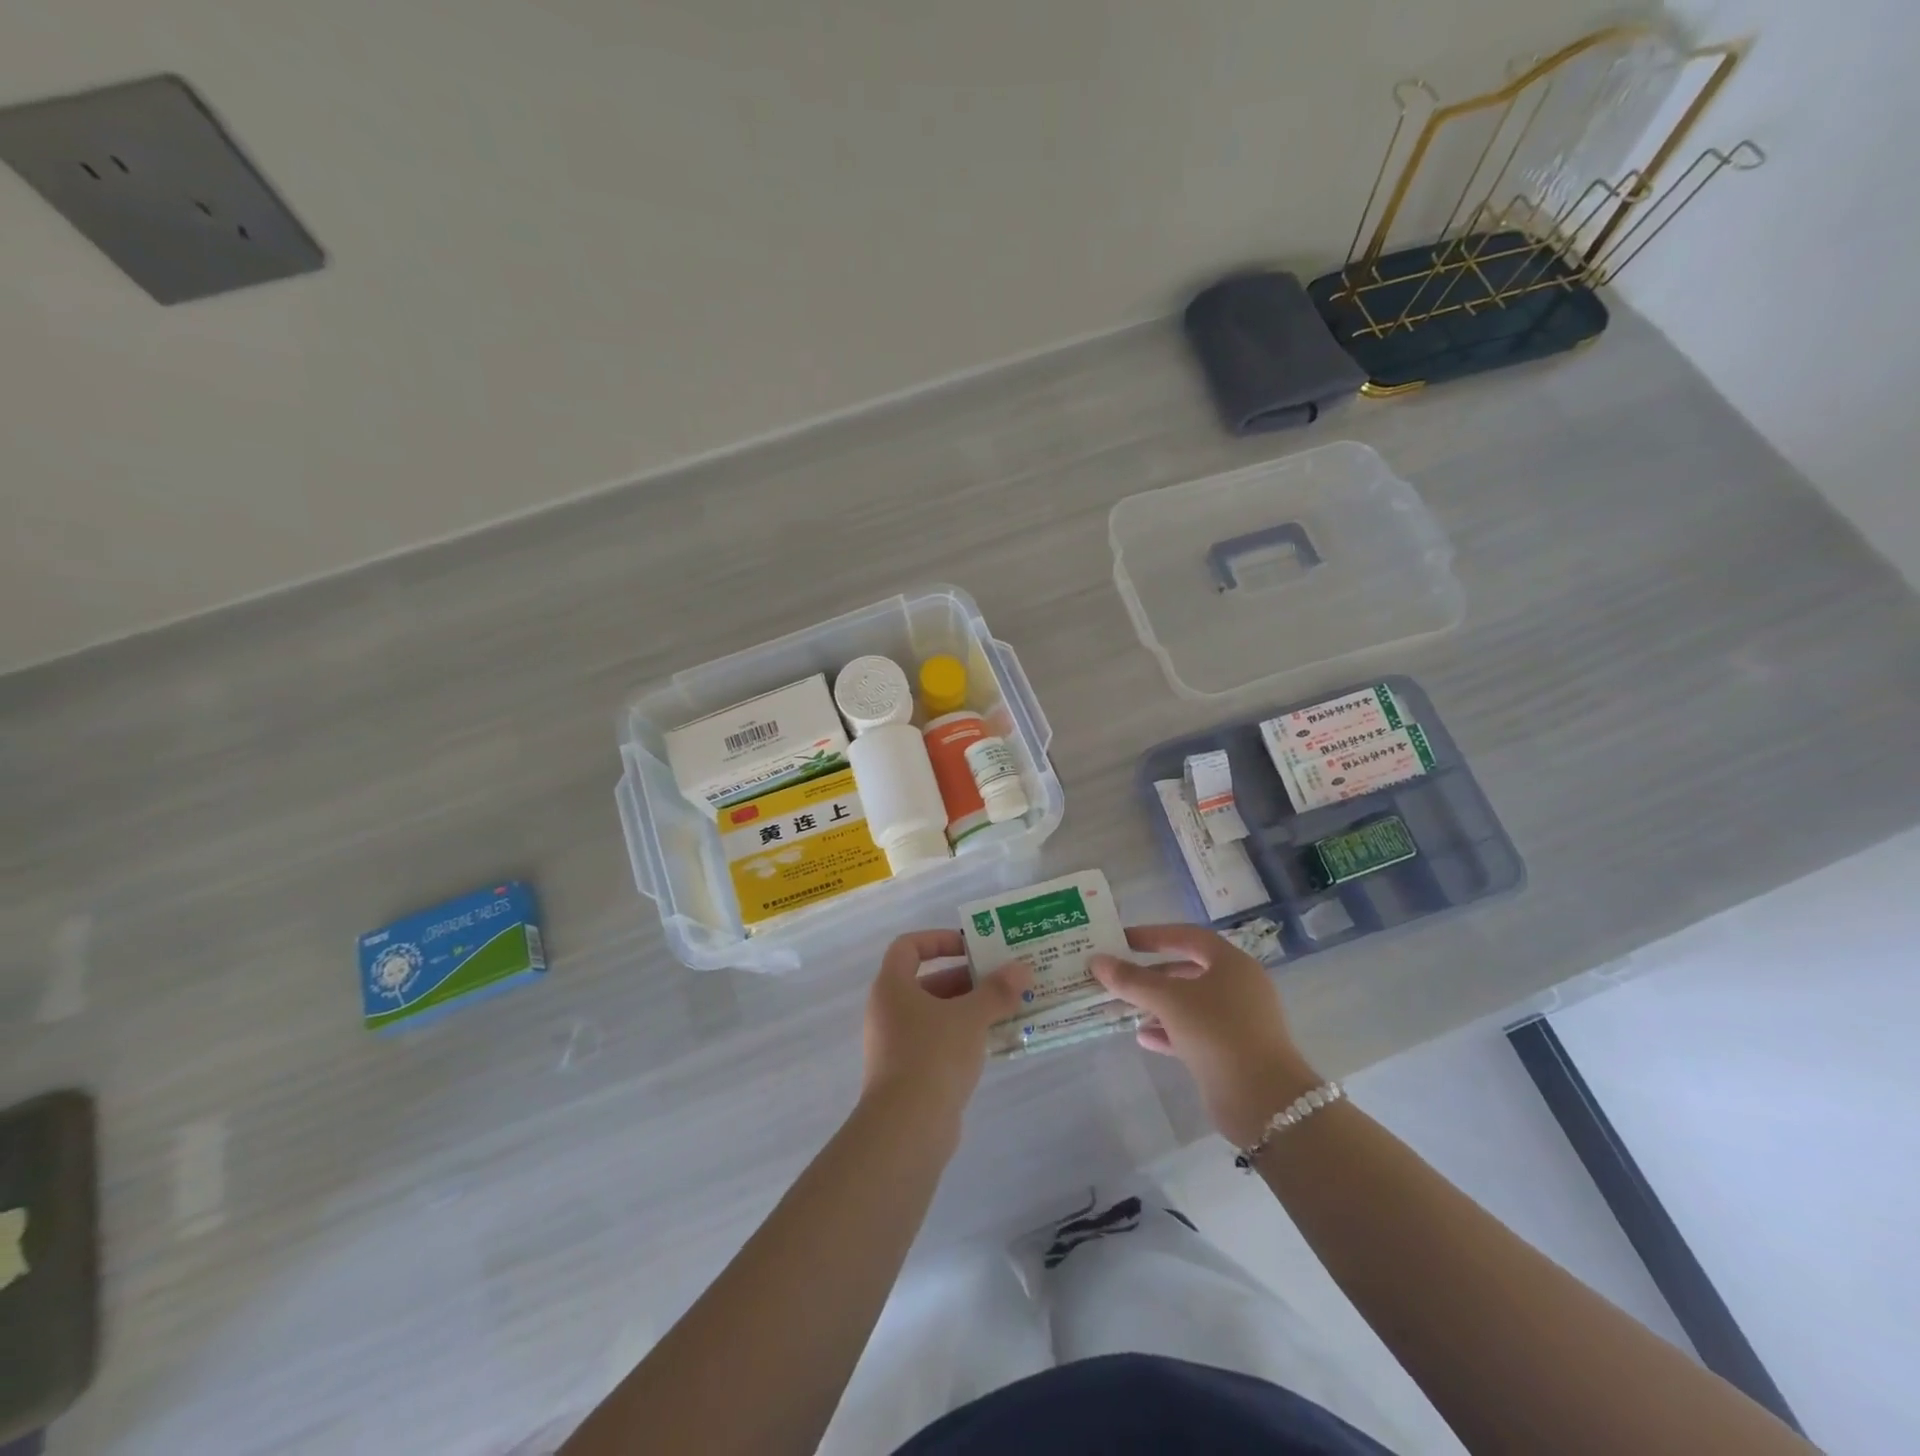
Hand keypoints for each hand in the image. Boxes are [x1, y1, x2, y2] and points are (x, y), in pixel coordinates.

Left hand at [861, 930, 1031, 1134]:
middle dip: (965, 978)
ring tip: (1007, 1009)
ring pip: (935, 1015)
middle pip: (927, 981)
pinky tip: (994, 1042)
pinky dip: (963, 1037)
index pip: (909, 947)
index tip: (971, 946)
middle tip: (1002, 979)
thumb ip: (996, 990)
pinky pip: (938, 1043)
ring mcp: (896, 1045)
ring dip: (969, 1009)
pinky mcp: (909, 1074)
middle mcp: (888, 1011)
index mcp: (892, 987)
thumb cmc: (933, 1055)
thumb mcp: (970, 1017)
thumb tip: (1022, 968)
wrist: (907, 1128)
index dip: (939, 940)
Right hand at [1091, 925, 1321, 1147]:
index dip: (1154, 935)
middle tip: (1120, 974)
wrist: (1263, 1100)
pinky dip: (1169, 1031)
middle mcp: (1239, 987)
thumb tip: (1097, 961)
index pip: (1188, 936)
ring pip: (1190, 1003)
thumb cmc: (1217, 1032)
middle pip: (1189, 970)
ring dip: (1158, 1004)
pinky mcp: (1233, 1051)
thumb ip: (1132, 980)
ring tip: (1125, 1006)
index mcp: (1232, 964)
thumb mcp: (1169, 1000)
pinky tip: (1143, 1036)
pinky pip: (1195, 1032)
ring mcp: (1238, 1021)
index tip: (1123, 940)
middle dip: (1153, 973)